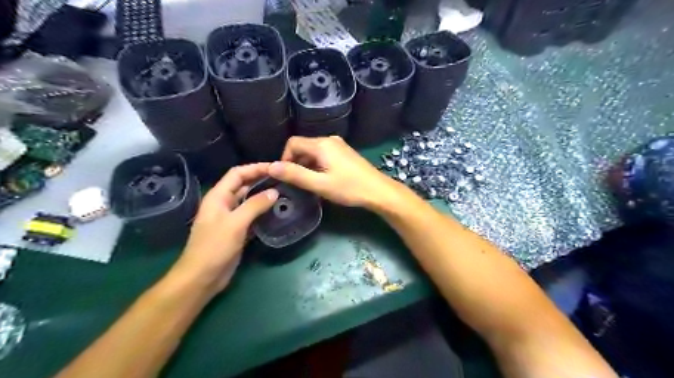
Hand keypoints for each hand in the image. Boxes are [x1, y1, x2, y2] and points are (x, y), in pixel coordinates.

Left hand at [174, 163, 280, 297]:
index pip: (237, 174)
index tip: (275, 167)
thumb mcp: (235, 223)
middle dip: (261, 180)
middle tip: (283, 180)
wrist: (202, 277)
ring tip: (284, 193)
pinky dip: (263, 212)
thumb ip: (255, 205)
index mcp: (218, 197)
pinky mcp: (237, 231)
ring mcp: (231, 218)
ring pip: (249, 201)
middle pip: (244, 185)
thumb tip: (274, 191)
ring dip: (264, 196)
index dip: (255, 168)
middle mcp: (224, 204)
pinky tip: (276, 212)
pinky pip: (252, 216)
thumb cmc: (214, 247)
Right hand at [270, 135, 404, 209]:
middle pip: (303, 146)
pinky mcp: (345, 152)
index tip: (287, 177)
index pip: (293, 143)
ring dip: (307, 165)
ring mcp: (339, 145)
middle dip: (296, 163)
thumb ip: (295, 175)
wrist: (378, 191)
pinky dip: (317, 165)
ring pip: (313, 151)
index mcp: (322, 144)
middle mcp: (329, 140)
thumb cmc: (349, 188)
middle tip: (299, 183)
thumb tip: (271, 167)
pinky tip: (323, 179)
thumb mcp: (319, 184)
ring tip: (310, 183)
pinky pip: (324, 154)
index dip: (285, 158)